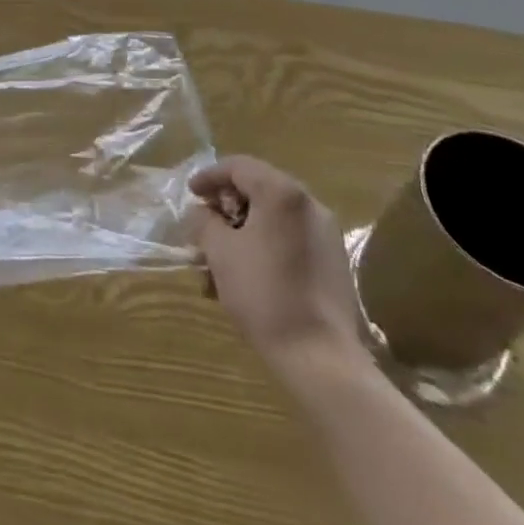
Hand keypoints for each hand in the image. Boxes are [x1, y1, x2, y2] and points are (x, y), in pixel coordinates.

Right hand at [190, 156, 367, 371]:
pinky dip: (264, 247)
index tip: (191, 194)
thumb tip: (202, 212)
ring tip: (218, 261)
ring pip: (273, 219)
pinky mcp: (333, 262)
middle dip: (226, 208)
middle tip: (204, 227)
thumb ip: (204, 222)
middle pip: (258, 190)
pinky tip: (245, 277)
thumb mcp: (220, 252)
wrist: (321, 358)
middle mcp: (308, 204)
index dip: (209, 176)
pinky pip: (290, 240)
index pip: (238, 166)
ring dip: (242, 231)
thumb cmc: (264, 294)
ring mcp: (326, 234)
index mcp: (282, 193)